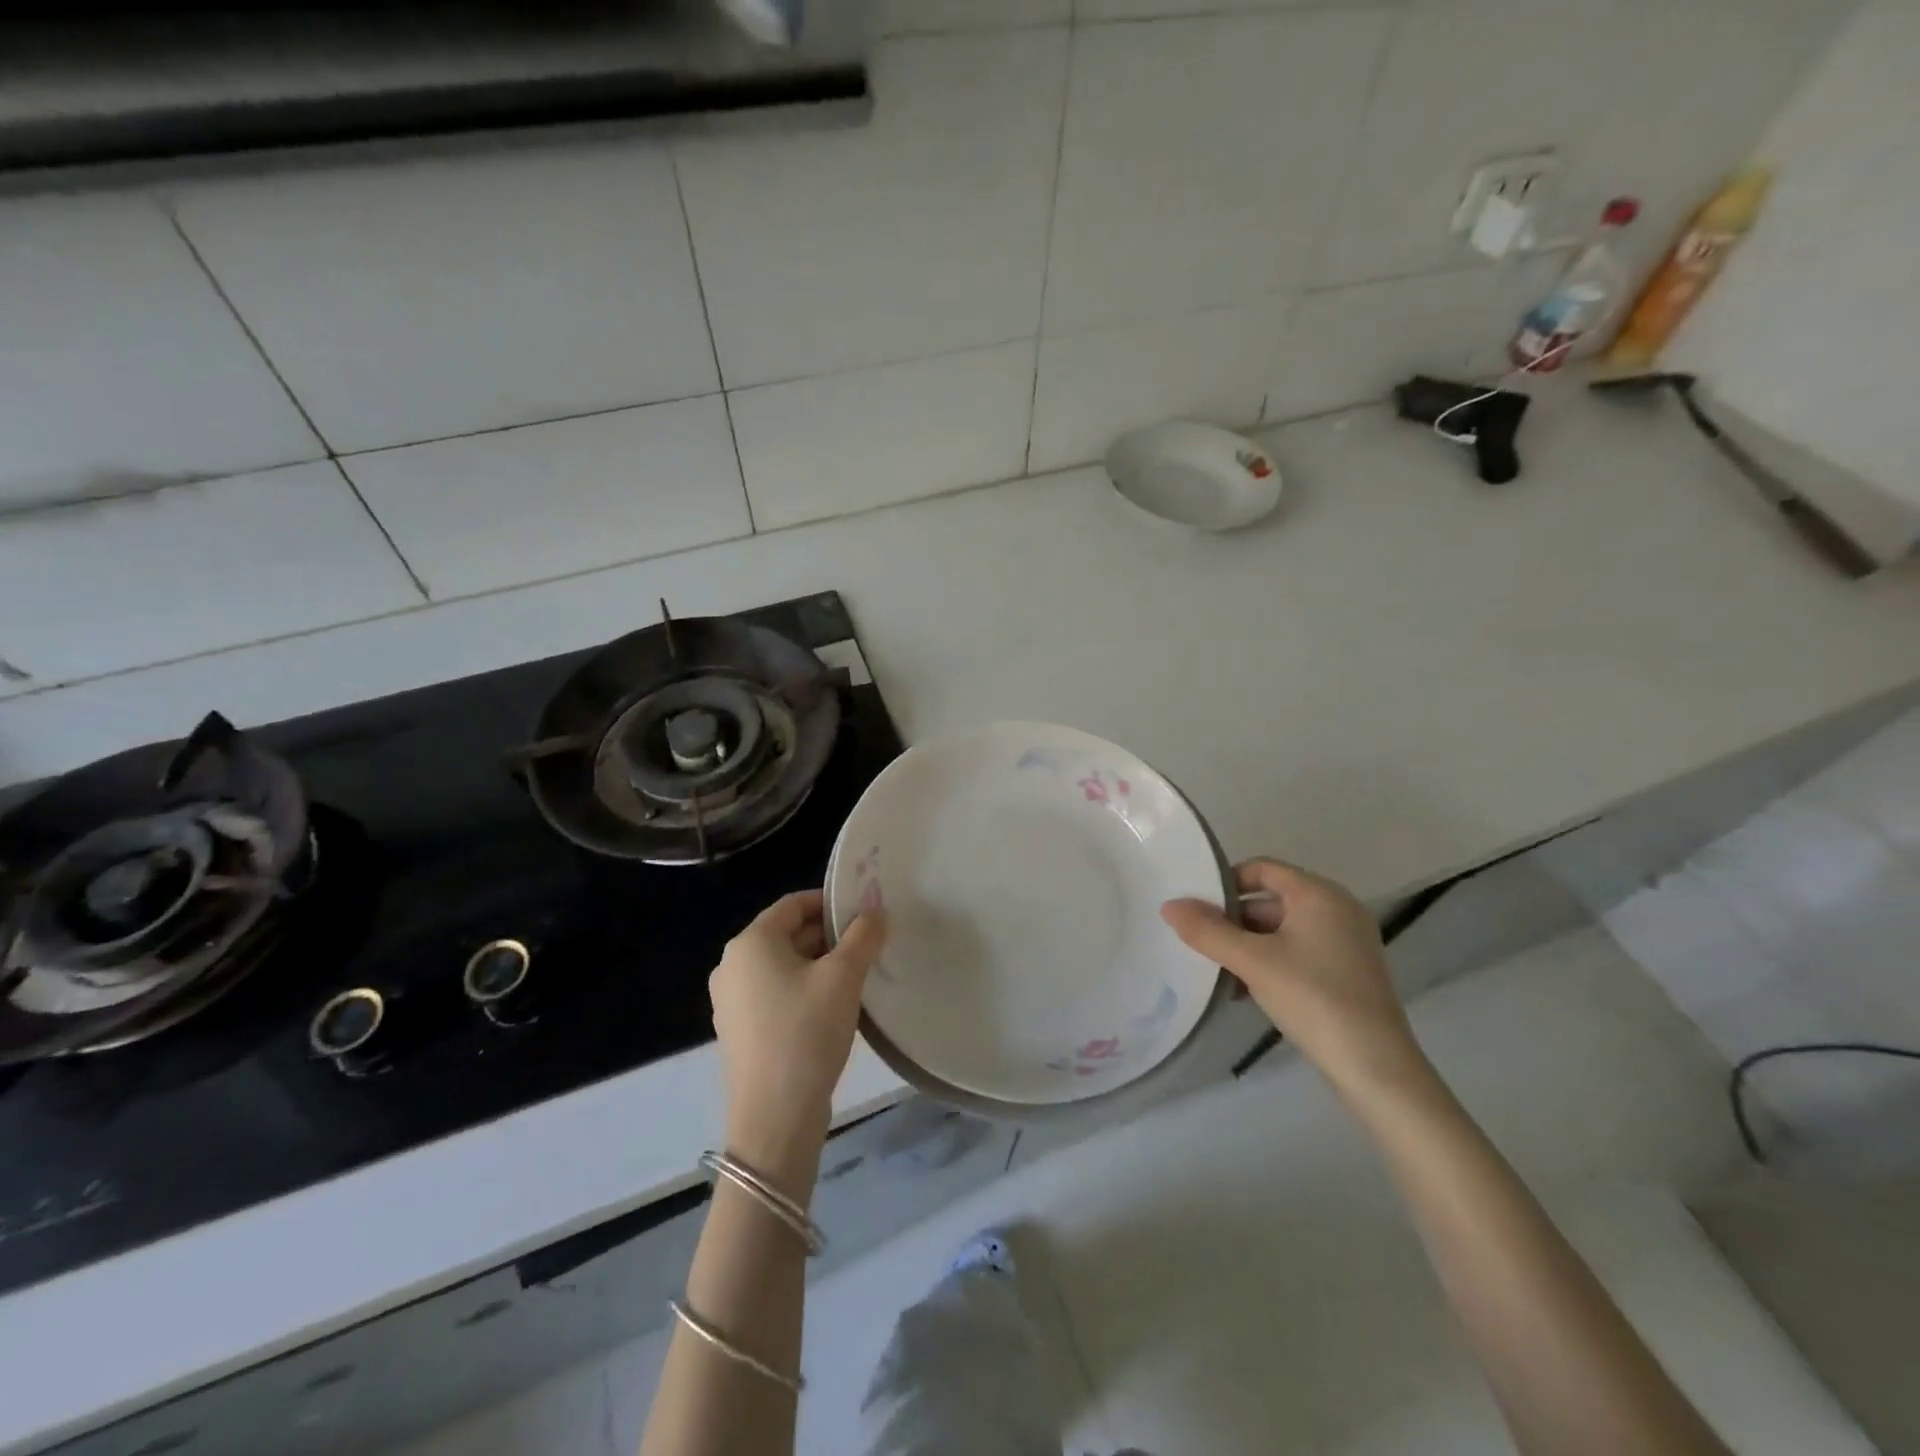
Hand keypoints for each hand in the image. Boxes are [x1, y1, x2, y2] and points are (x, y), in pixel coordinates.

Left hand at [710, 891, 886, 1197]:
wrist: (774, 1119)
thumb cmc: (806, 1032)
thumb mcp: (843, 977)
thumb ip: (862, 936)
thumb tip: (875, 911)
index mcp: (750, 943)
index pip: (793, 904)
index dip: (831, 902)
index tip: (865, 912)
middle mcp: (732, 966)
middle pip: (788, 934)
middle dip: (830, 935)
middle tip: (869, 945)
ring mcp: (732, 1002)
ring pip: (784, 966)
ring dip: (820, 964)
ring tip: (858, 975)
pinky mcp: (741, 1032)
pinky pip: (776, 994)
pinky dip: (804, 990)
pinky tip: (834, 1009)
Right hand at [1161, 859, 1423, 1090]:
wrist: (1376, 1068)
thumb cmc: (1314, 998)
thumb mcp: (1252, 962)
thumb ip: (1208, 932)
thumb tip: (1169, 906)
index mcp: (1319, 894)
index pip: (1261, 868)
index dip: (1225, 882)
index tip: (1196, 907)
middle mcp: (1337, 909)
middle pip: (1270, 900)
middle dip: (1232, 921)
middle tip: (1199, 942)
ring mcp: (1346, 942)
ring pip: (1281, 931)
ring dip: (1247, 947)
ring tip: (1217, 971)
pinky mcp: (1348, 973)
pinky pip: (1297, 953)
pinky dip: (1269, 964)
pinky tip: (1245, 992)